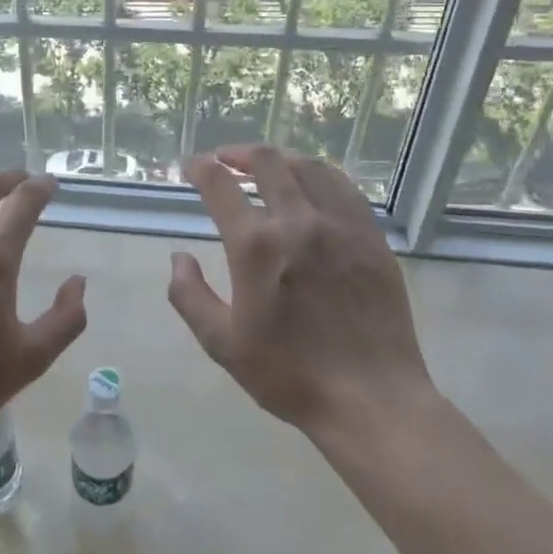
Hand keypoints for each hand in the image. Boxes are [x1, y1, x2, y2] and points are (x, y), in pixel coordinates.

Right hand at [168, 146, 432, 440]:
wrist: (372, 400)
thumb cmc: (290, 375)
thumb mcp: (222, 344)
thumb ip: (189, 296)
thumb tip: (179, 258)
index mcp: (256, 247)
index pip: (220, 186)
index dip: (201, 168)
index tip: (192, 165)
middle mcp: (298, 222)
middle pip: (267, 162)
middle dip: (239, 153)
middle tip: (226, 160)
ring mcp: (340, 225)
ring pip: (308, 166)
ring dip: (280, 159)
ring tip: (266, 167)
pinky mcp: (370, 236)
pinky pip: (343, 187)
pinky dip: (318, 174)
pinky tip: (312, 185)